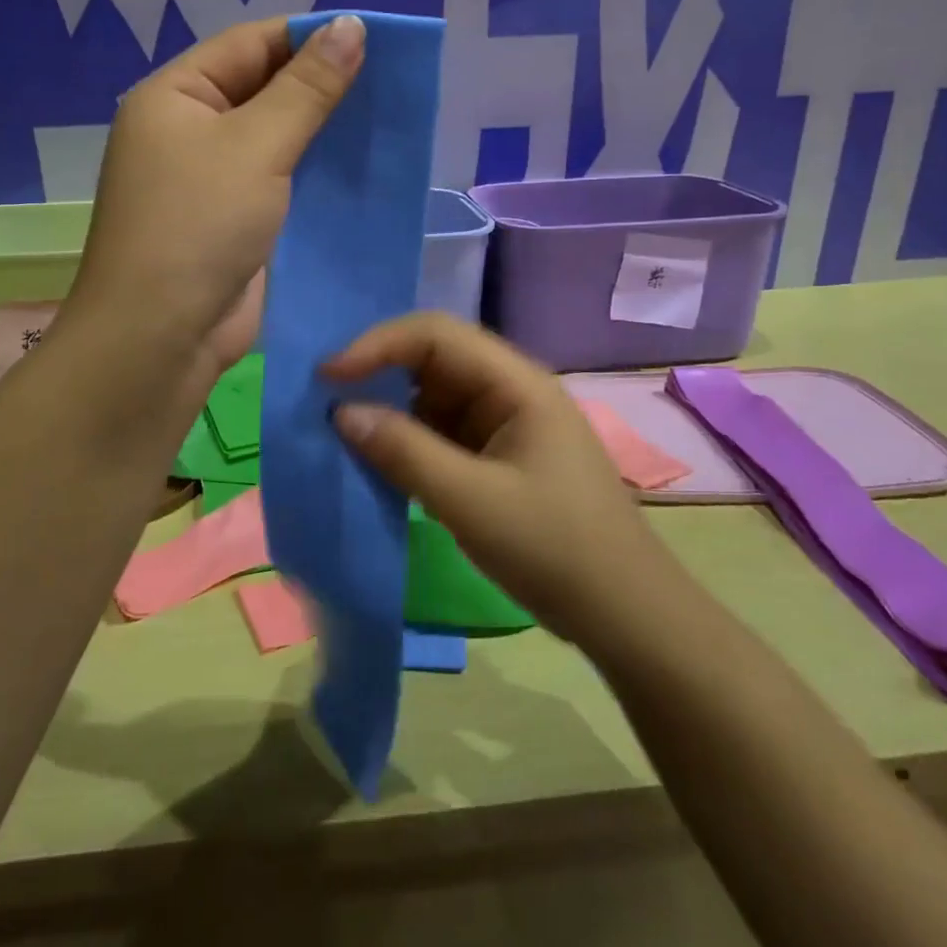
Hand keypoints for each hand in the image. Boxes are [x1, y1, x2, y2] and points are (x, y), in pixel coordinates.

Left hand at [62, 14, 363, 398]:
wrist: (161, 336)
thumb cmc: (199, 226)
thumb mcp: (256, 146)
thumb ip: (307, 89)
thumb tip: (351, 26)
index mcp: (175, 96)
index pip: (250, 45)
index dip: (310, 37)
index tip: (373, 40)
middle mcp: (188, 132)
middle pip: (263, 91)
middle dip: (321, 87)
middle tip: (390, 83)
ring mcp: (210, 182)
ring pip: (276, 141)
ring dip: (323, 134)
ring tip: (386, 121)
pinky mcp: (233, 223)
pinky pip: (280, 185)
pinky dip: (315, 177)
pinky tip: (361, 171)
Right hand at [325, 311, 672, 651]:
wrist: (623, 613)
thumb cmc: (555, 549)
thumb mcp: (472, 501)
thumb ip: (404, 452)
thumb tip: (340, 412)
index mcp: (515, 382)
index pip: (435, 334)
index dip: (377, 345)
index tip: (327, 376)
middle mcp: (508, 389)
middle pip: (432, 358)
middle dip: (378, 372)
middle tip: (323, 399)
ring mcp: (503, 423)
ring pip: (432, 396)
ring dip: (388, 409)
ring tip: (339, 430)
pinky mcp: (496, 455)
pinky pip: (440, 431)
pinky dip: (406, 440)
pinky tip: (377, 459)